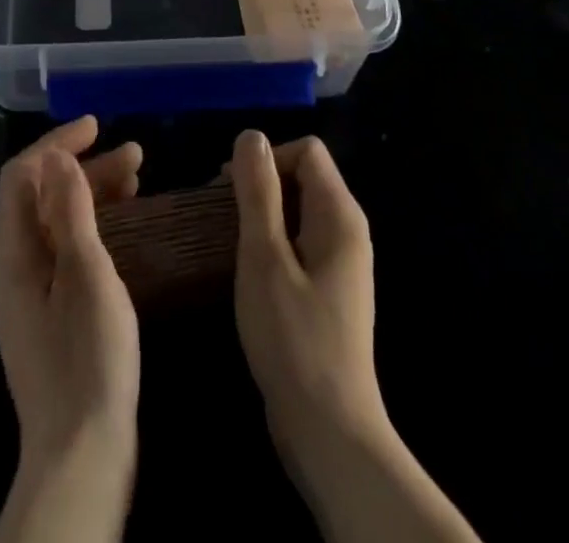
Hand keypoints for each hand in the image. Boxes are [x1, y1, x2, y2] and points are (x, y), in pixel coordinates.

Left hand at [0, 116, 141, 542]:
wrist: (82, 459)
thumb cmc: (88, 360)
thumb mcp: (86, 275)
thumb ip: (70, 211)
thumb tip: (57, 156)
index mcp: (11, 255)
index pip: (22, 176)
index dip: (57, 143)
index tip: (98, 127)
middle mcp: (12, 268)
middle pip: (40, 197)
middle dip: (84, 168)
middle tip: (136, 156)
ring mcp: (29, 294)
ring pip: (56, 223)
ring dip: (92, 194)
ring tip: (137, 179)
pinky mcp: (49, 314)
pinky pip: (65, 250)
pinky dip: (92, 226)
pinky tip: (126, 226)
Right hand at [231, 131, 382, 459]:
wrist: (329, 431)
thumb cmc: (293, 338)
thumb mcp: (264, 258)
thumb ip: (258, 192)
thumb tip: (251, 136)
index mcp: (339, 215)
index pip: (306, 151)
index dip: (267, 158)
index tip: (229, 188)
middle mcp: (347, 230)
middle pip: (303, 176)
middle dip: (260, 184)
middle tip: (220, 214)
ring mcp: (341, 262)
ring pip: (298, 210)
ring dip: (262, 213)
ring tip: (228, 239)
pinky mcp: (329, 288)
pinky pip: (299, 240)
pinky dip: (272, 241)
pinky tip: (248, 268)